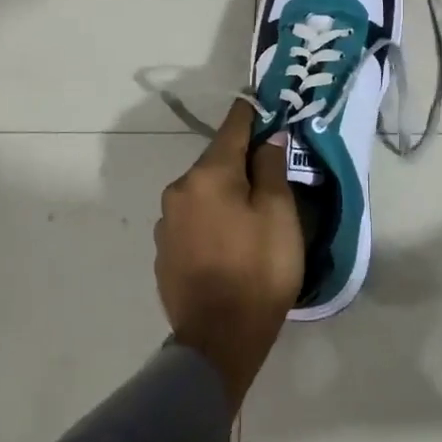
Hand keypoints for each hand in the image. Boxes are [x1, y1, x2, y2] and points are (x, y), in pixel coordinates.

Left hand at [154, 99, 304, 412]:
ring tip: (251, 214)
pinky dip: (211, 219)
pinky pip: (192, 220)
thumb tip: (269, 138)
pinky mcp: (163, 250)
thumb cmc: (258, 271)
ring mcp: (166, 222)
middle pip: (215, 162)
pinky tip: (229, 241)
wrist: (219, 340)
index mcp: (208, 175)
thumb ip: (271, 169)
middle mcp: (178, 190)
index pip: (232, 128)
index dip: (251, 114)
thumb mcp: (279, 215)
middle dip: (240, 161)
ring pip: (203, 193)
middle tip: (270, 172)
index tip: (262, 102)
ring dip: (225, 193)